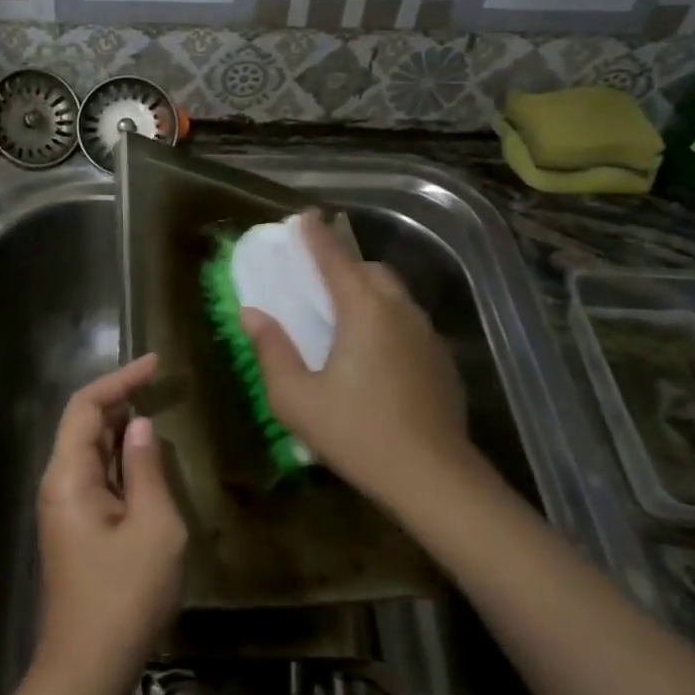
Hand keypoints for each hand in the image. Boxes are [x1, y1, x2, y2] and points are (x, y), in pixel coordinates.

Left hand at [33, 354, 185, 694]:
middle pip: (84, 425)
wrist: (88, 667)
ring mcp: (65, 508)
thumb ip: (147, 470)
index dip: (119, 380)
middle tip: (163, 386)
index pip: (86, 407)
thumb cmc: (125, 596)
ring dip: (122, 429)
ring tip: (161, 411)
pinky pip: (97, 477)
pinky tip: (149, 460)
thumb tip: (142, 427)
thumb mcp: (153, 527)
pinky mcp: (76, 528)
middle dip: (120, 400)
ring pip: (91, 451)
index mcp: (69, 476)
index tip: (155, 364)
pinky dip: (122, 459)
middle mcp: (59, 484)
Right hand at [241, 212, 483, 510]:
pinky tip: (375, 354)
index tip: (304, 216)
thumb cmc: (356, 433)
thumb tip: (252, 314)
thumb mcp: (296, 397)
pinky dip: (388, 320)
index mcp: (364, 311)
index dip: (316, 236)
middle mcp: (400, 312)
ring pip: (395, 296)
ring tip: (345, 315)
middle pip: (371, 271)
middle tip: (318, 278)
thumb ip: (271, 350)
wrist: (433, 477)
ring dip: (369, 292)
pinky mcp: (442, 361)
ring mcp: (427, 336)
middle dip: (345, 264)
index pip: (335, 259)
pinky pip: (410, 323)